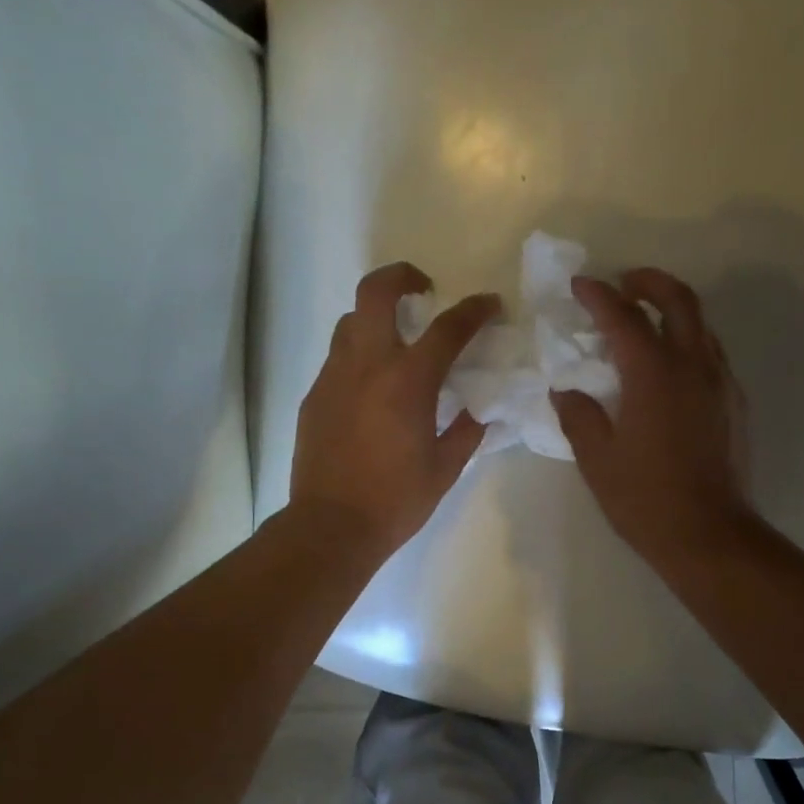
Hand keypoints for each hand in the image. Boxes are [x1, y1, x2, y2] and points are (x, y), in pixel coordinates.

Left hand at [289, 262, 496, 558]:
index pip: (447, 328)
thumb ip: (466, 432)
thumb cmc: (396, 501)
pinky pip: (338, 359)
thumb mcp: (445, 469)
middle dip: (402, 277)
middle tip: (424, 291)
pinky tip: (371, 390)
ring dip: (376, 319)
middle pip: (376, 292)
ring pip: (351, 322)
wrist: (332, 526)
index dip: (474, 310)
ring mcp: (333, 377)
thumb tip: (479, 411)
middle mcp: (367, 365)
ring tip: (396, 344)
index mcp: (408, 382)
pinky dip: (359, 357)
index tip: (489, 305)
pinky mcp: (314, 396)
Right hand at [551, 269, 752, 567]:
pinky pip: (712, 356)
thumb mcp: (597, 459)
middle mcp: (693, 365)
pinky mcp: (735, 405)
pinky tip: (671, 369)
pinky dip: (689, 343)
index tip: (579, 285)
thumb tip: (566, 391)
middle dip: (648, 282)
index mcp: (654, 373)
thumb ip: (579, 416)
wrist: (708, 534)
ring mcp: (721, 384)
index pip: (624, 317)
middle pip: (678, 300)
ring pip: (702, 326)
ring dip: (673, 310)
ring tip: (646, 322)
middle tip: (624, 283)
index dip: (599, 296)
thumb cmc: (645, 499)